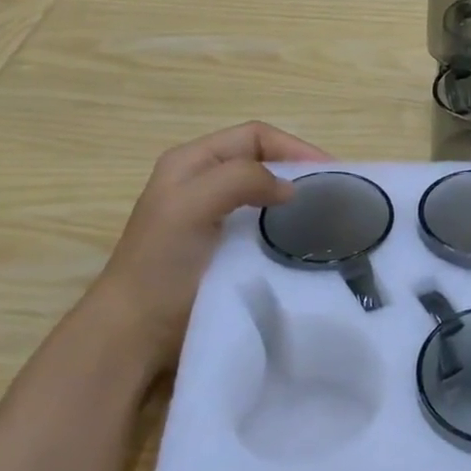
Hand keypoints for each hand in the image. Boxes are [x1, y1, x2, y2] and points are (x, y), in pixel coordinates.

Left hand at [85, 121, 327, 376]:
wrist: (136, 333)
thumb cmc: (161, 264)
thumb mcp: (191, 206)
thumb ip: (239, 180)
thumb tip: (290, 188)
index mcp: (193, 162)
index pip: (255, 137)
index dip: (294, 147)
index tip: (329, 173)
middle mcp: (204, 183)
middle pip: (263, 162)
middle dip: (299, 172)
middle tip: (335, 195)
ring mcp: (215, 219)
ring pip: (266, 196)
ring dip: (295, 203)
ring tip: (326, 218)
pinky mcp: (226, 251)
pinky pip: (265, 229)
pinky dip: (287, 230)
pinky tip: (304, 244)